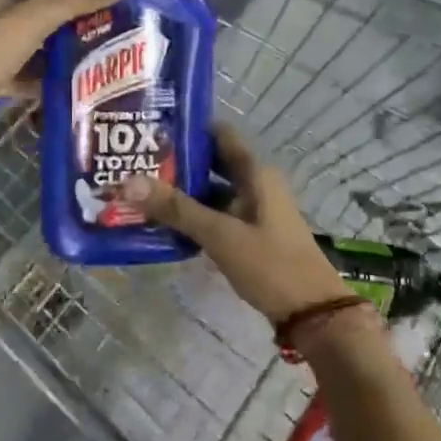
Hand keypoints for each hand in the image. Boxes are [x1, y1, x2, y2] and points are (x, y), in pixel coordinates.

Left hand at [0, 0, 137, 152]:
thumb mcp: (37, 18)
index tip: (102, 6)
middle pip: (32, 16)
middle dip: (65, 28)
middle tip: (105, 36)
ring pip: (25, 47)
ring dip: (53, 56)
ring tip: (94, 62)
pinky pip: (15, 74)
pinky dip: (36, 80)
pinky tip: (66, 87)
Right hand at [117, 124, 351, 323]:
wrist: (312, 312)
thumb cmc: (270, 264)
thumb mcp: (220, 234)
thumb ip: (176, 208)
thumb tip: (128, 181)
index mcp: (256, 173)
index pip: (219, 135)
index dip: (188, 129)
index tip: (152, 128)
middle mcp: (256, 184)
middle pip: (213, 163)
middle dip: (178, 163)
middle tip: (136, 162)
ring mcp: (255, 210)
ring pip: (213, 192)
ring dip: (183, 193)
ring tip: (141, 191)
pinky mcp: (251, 234)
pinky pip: (218, 215)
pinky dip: (195, 216)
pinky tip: (165, 224)